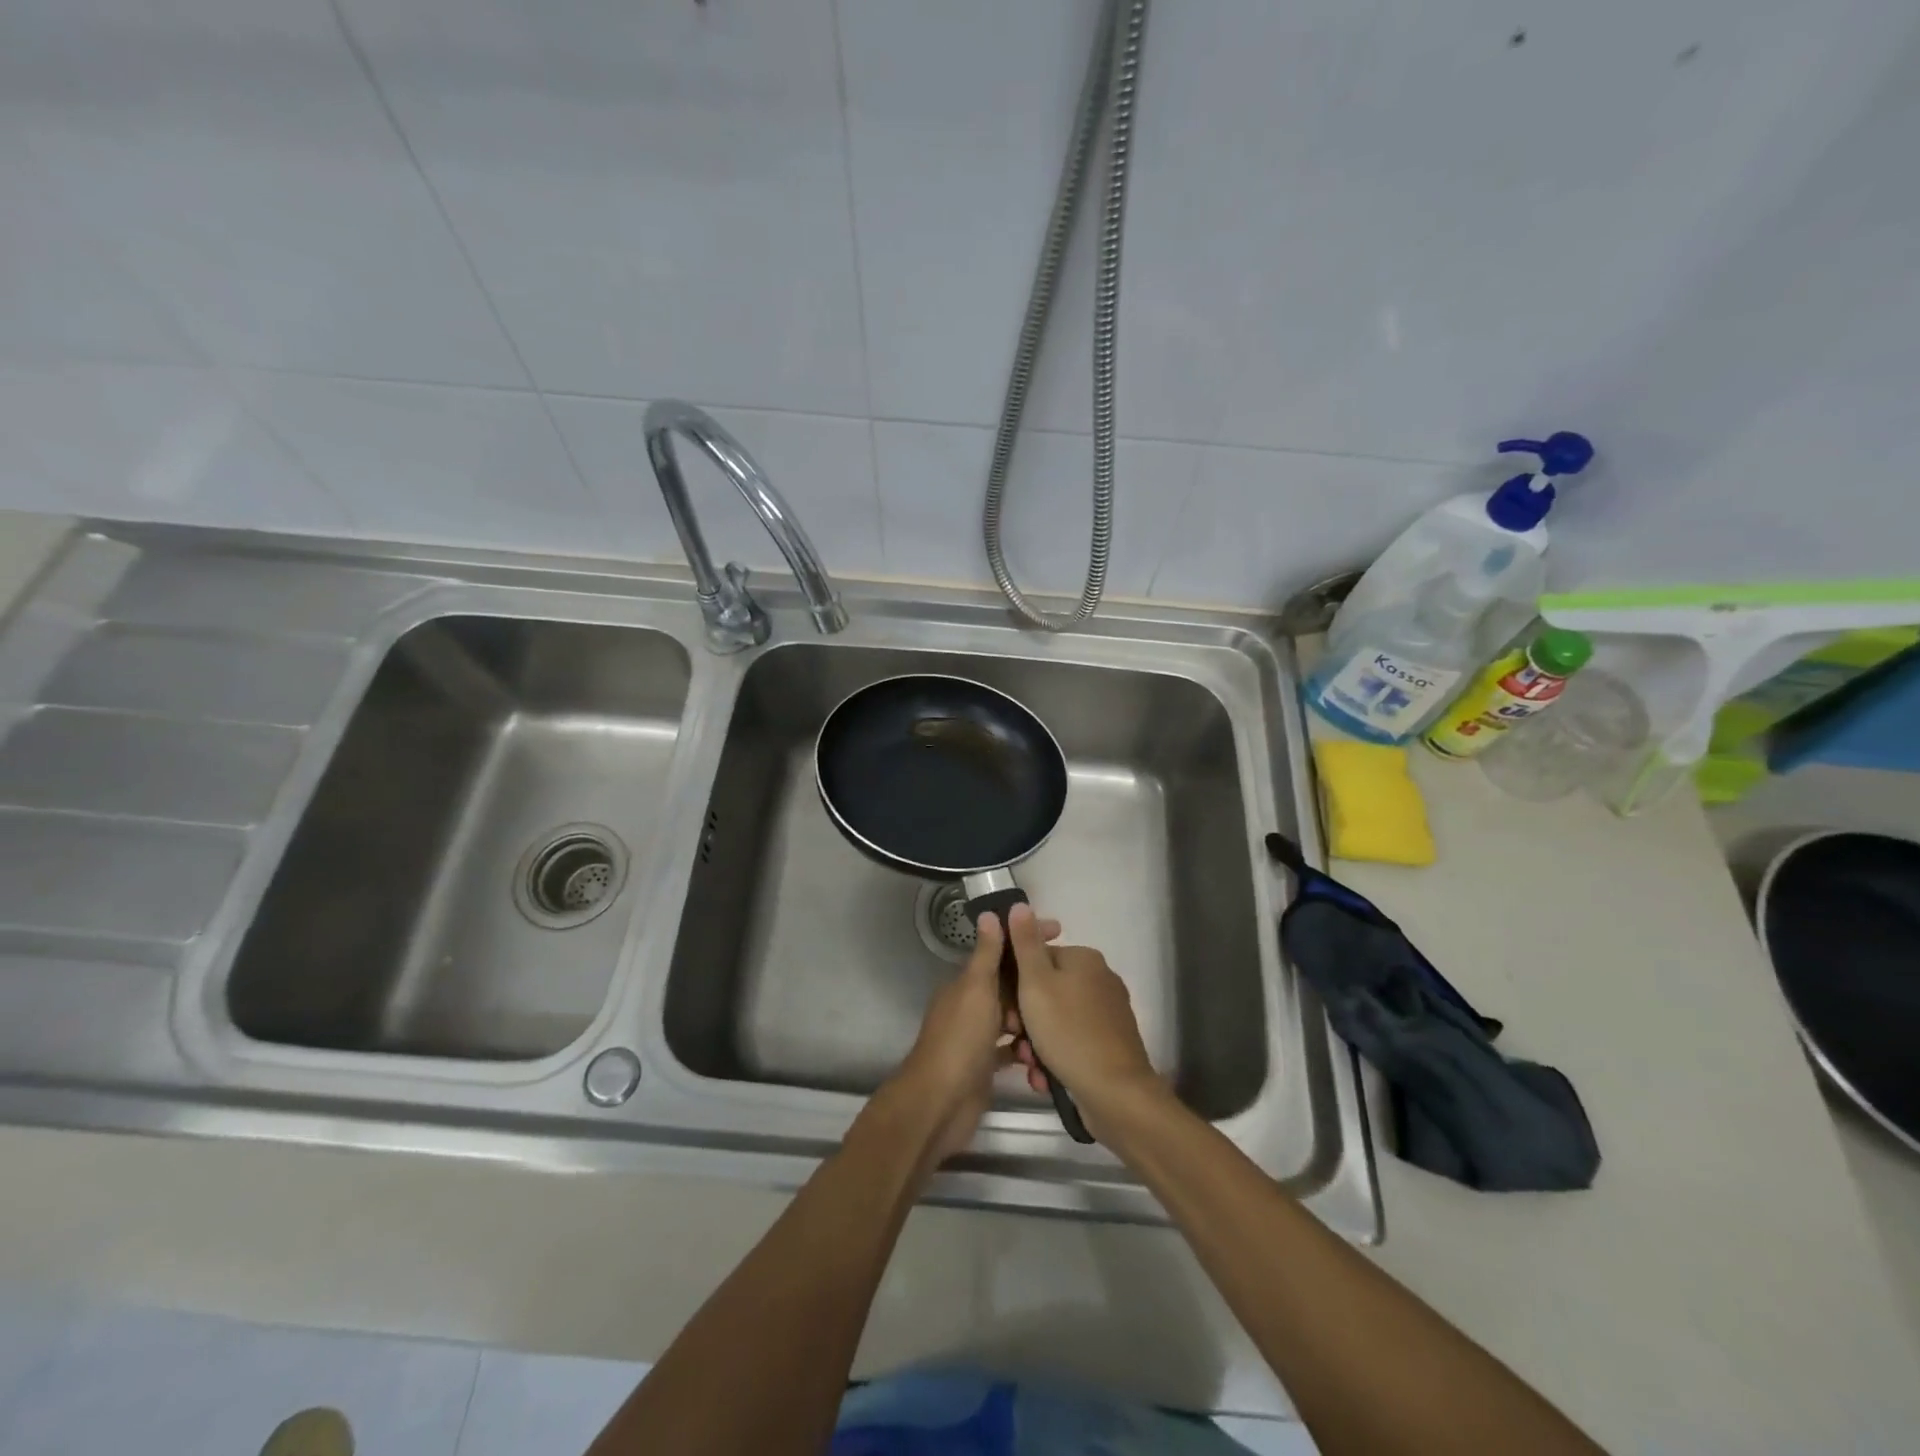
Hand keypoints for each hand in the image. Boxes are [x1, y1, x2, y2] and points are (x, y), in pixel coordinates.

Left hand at [889, 909, 1059, 1165]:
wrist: (940, 1104)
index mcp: (965, 983)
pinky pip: (1011, 1050)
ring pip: (1012, 1018)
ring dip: (1033, 1020)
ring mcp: (977, 1037)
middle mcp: (970, 1005)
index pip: (999, 952)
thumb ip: (986, 955)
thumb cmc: (960, 1040)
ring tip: (1057, 1025)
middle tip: (1068, 983)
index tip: (1057, 932)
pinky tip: (1045, 1055)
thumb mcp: (976, 989)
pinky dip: (1026, 1050)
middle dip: (1035, 983)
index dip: (1025, 940)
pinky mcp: (985, 1065)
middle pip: (1008, 985)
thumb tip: (989, 914)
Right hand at [1005, 902, 1160, 1135]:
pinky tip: (1045, 1076)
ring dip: (1037, 1041)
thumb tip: (1020, 904)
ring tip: (1030, 1064)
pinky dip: (1056, 1055)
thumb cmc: (1068, 1031)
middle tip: (1015, 1039)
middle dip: (1025, 1018)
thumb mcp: (1036, 983)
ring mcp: (1108, 1012)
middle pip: (1047, 990)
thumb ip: (1025, 943)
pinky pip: (1072, 1040)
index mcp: (1084, 959)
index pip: (1037, 958)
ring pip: (1056, 1019)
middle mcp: (1100, 979)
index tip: (1005, 1009)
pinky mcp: (1111, 1042)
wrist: (1114, 1092)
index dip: (1015, 982)